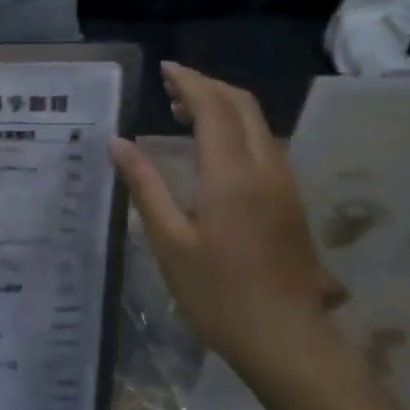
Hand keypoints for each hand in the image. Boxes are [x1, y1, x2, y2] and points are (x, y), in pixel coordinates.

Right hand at [109, 64, 333, 378]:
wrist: (288, 340)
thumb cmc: (219, 295)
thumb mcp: (170, 242)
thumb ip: (145, 186)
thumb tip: (118, 143)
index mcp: (231, 175)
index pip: (213, 107)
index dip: (188, 82)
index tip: (163, 70)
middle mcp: (264, 167)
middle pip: (242, 105)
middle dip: (207, 86)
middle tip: (169, 88)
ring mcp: (283, 183)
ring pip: (257, 122)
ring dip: (223, 106)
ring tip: (183, 113)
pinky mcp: (290, 199)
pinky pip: (264, 143)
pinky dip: (236, 128)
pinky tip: (212, 149)